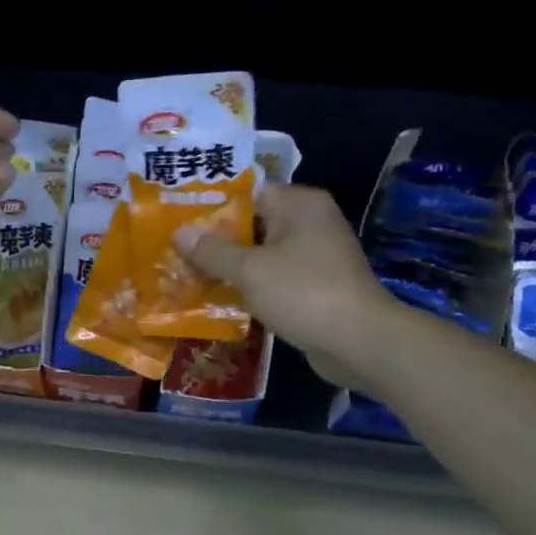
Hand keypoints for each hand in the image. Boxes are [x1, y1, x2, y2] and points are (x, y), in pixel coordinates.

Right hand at [174, 183, 399, 386]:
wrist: (358, 341)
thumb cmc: (302, 292)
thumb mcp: (249, 270)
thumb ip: (212, 251)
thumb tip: (179, 232)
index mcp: (300, 204)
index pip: (249, 193)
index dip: (214, 207)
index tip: (181, 221)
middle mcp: (311, 222)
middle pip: (254, 225)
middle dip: (218, 241)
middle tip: (177, 251)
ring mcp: (316, 256)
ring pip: (263, 255)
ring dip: (232, 268)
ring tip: (189, 276)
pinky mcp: (316, 286)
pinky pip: (274, 279)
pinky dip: (251, 287)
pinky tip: (220, 299)